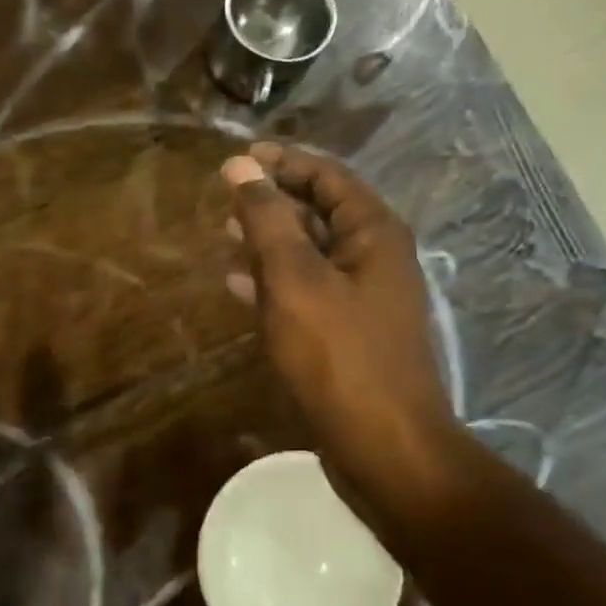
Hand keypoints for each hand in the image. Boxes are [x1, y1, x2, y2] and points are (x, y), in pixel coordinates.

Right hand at [223, 144, 462, 531]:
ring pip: (309, 254)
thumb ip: (268, 220)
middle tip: (224, 199)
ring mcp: (361, 299)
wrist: (382, 446)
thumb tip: (242, 166)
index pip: (328, 176)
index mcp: (374, 234)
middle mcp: (374, 259)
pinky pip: (305, 292)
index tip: (237, 160)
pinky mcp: (345, 334)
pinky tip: (237, 286)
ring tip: (223, 235)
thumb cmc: (338, 355)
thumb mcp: (295, 279)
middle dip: (272, 201)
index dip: (283, 162)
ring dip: (268, 241)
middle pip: (319, 212)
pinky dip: (272, 282)